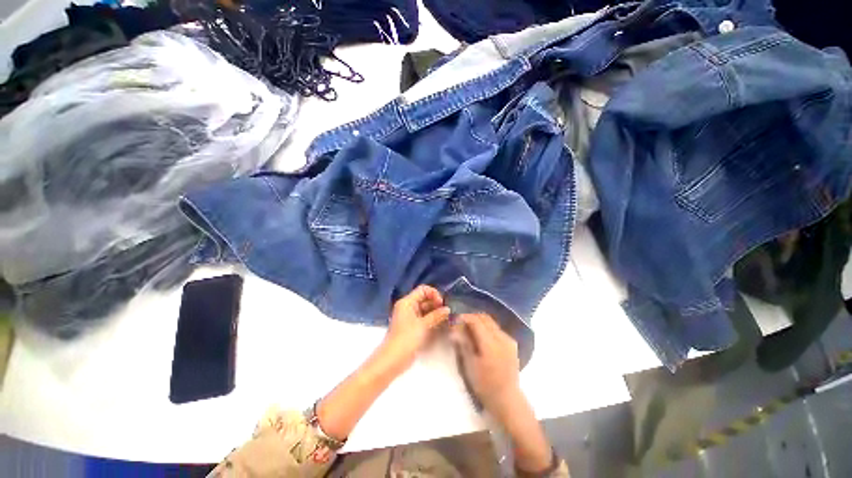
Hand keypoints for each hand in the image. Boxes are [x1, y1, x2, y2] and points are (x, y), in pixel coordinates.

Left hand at [378, 285, 450, 374]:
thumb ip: (436, 315)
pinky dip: (431, 319)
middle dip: (436, 303)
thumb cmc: (407, 338)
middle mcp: (408, 307)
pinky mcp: (412, 327)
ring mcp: (409, 317)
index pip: (423, 290)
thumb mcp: (423, 325)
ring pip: (424, 309)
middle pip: (424, 299)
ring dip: (435, 312)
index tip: (442, 304)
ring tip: (446, 318)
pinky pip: (423, 318)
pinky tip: (440, 324)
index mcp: (407, 302)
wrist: (393, 359)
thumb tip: (447, 309)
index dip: (434, 294)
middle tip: (447, 311)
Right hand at [451, 313, 521, 418]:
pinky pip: (497, 329)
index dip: (464, 317)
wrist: (507, 399)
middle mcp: (501, 337)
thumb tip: (453, 328)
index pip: (476, 321)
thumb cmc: (485, 385)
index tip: (455, 319)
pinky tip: (481, 337)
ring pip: (491, 322)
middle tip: (461, 323)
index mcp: (490, 343)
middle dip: (472, 317)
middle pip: (485, 318)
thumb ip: (463, 343)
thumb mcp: (470, 365)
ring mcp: (509, 340)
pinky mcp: (512, 344)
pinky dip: (487, 328)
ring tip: (470, 330)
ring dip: (480, 322)